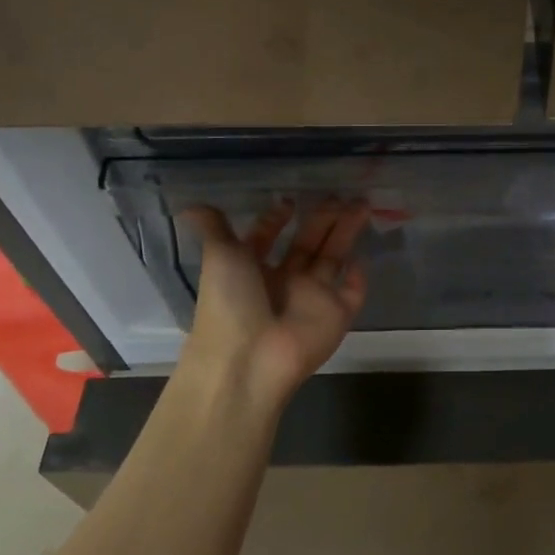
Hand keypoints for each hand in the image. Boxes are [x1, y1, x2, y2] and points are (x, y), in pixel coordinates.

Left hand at [183, 199, 369, 408]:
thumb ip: (214, 229)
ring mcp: (313, 299)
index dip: (277, 219)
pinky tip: (362, 258)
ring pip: (333, 258)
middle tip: (342, 195)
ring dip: (346, 232)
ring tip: (362, 204)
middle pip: (308, 243)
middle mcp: (284, 282)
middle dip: (324, 218)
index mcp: (253, 269)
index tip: (290, 201)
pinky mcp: (338, 315)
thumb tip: (192, 206)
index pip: (268, 238)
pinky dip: (358, 278)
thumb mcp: (218, 256)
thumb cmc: (231, 302)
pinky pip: (353, 294)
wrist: (250, 359)